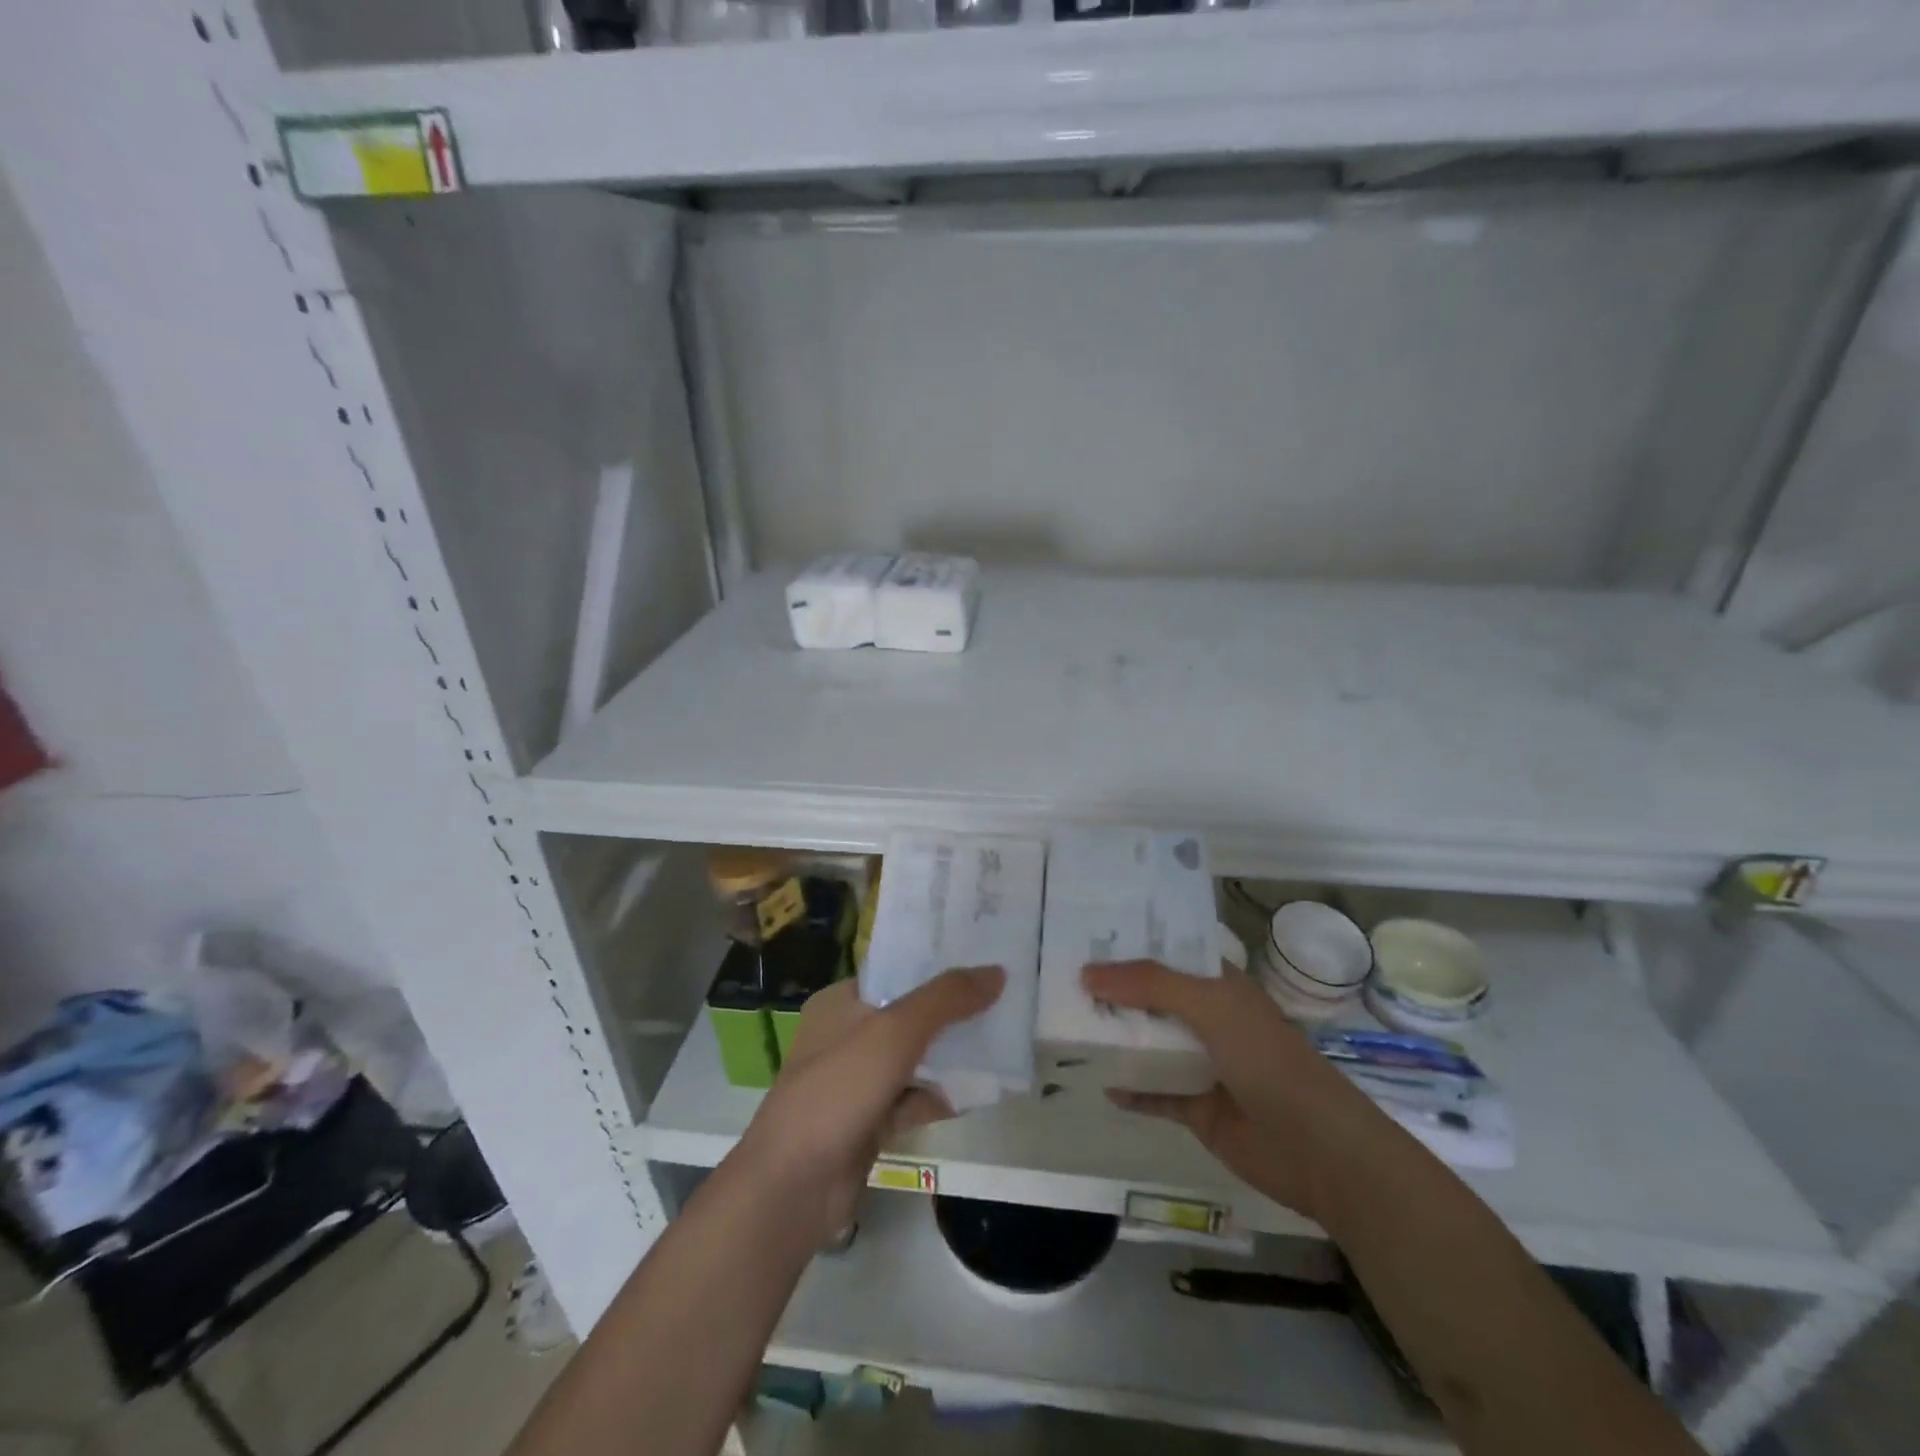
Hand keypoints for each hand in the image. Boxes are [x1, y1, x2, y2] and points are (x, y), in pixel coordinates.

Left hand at [737, 966, 1004, 1243]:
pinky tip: (981, 1092)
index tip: (981, 960)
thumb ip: (946, 999)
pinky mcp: (869, 1120)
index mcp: (841, 1002)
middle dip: (952, 1012)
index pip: (895, 971)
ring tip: (1003, 1042)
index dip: (936, 965)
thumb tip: (996, 972)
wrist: (794, 1185)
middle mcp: (847, 1034)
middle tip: (1002, 1001)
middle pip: (910, 1014)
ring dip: (952, 1055)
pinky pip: (914, 1097)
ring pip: (915, 1058)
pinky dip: (942, 1095)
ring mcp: (857, 1080)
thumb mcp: (895, 1031)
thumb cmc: (839, 1089)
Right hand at [1081, 960, 1368, 1224]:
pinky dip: (1131, 1090)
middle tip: (1062, 978)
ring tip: (1067, 1024)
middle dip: (1114, 991)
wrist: (1318, 1150)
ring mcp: (1204, 1064)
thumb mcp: (1210, 1006)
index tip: (1085, 934)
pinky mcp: (1199, 1107)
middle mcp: (1210, 1018)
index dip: (1131, 943)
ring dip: (1118, 1037)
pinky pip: (1155, 1093)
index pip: (1169, 952)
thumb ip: (1149, 984)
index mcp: (1219, 985)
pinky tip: (1101, 1084)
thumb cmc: (1268, 1060)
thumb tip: (1086, 973)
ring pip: (1151, 1043)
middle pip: (1153, 997)